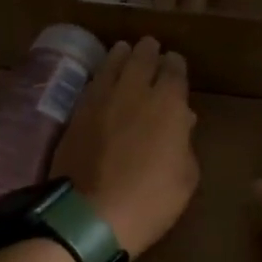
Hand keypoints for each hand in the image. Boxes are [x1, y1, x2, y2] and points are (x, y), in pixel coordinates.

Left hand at [53, 38, 199, 258]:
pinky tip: (102, 76)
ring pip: (113, 64)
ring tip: (124, 50)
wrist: (92, 214)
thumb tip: (182, 120)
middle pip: (142, 58)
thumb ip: (185, 143)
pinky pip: (93, 82)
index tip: (175, 63)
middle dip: (149, 51)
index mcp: (169, 104)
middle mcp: (135, 91)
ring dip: (122, 55)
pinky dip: (101, 74)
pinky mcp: (76, 112)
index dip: (175, 65)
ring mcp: (101, 98)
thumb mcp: (185, 177)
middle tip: (150, 46)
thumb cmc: (151, 200)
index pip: (174, 70)